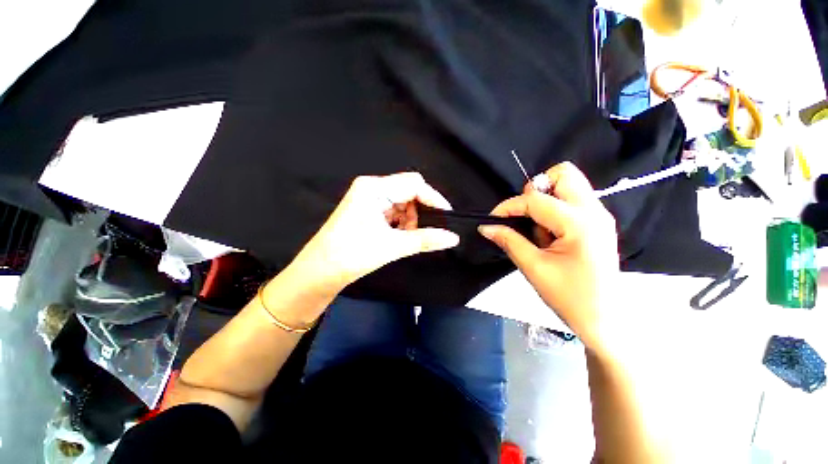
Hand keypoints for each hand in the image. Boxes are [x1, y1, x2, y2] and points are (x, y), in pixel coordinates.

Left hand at [289, 172, 459, 296]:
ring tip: (406, 238)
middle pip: (408, 192)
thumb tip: (453, 238)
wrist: (319, 272)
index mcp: (374, 188)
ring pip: (402, 203)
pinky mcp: (366, 210)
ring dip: (410, 220)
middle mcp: (371, 188)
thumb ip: (425, 239)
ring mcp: (368, 199)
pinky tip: (397, 237)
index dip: (433, 198)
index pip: (414, 184)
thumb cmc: (352, 254)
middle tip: (421, 232)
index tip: (446, 216)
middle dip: (420, 212)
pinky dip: (400, 223)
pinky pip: (392, 211)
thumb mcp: (393, 245)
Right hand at [479, 162, 619, 352]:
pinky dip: (554, 207)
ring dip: (545, 199)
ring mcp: (600, 215)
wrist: (605, 320)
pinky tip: (549, 233)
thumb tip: (486, 227)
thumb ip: (509, 241)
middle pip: (563, 174)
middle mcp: (595, 211)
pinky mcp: (598, 222)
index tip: (492, 219)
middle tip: (524, 216)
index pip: (536, 199)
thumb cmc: (569, 297)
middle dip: (535, 189)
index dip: (508, 206)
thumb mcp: (533, 268)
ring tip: (539, 229)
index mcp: (580, 224)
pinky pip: (572, 199)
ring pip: (569, 184)